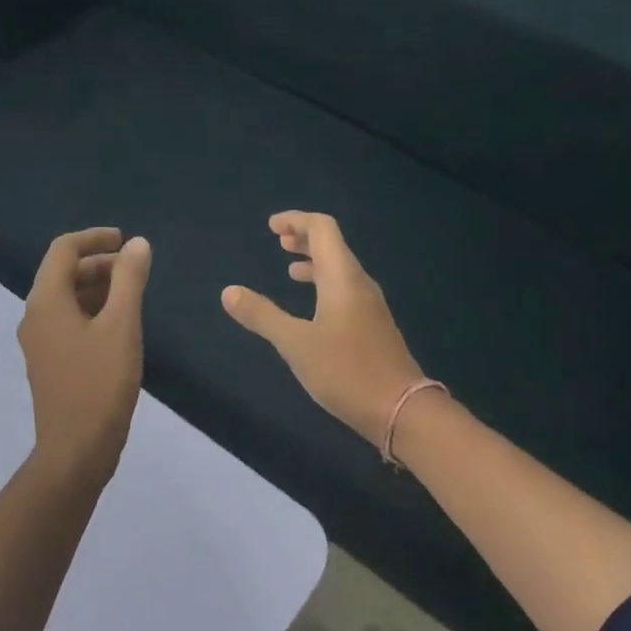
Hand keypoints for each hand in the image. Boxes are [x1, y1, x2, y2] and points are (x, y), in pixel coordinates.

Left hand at [18, 227, 151, 487]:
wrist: (76, 449)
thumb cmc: (100, 384)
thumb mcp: (122, 326)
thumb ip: (129, 280)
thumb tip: (138, 244)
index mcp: (46, 302)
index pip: (63, 250)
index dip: (95, 238)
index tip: (126, 241)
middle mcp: (35, 316)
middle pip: (63, 273)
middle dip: (99, 264)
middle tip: (135, 270)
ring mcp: (39, 342)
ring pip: (66, 299)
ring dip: (97, 288)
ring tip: (133, 295)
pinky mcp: (49, 362)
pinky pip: (68, 322)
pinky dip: (92, 312)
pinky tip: (119, 326)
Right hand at [221, 212, 426, 444]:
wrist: (400, 409)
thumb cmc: (345, 371)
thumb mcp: (295, 344)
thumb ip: (262, 315)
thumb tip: (229, 292)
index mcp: (342, 278)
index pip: (322, 229)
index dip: (297, 220)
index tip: (272, 227)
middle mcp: (359, 284)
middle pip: (333, 245)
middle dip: (305, 238)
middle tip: (278, 241)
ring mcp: (370, 306)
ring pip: (340, 270)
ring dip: (315, 263)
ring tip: (290, 270)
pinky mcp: (373, 326)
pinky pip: (346, 290)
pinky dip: (325, 285)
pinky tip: (312, 307)